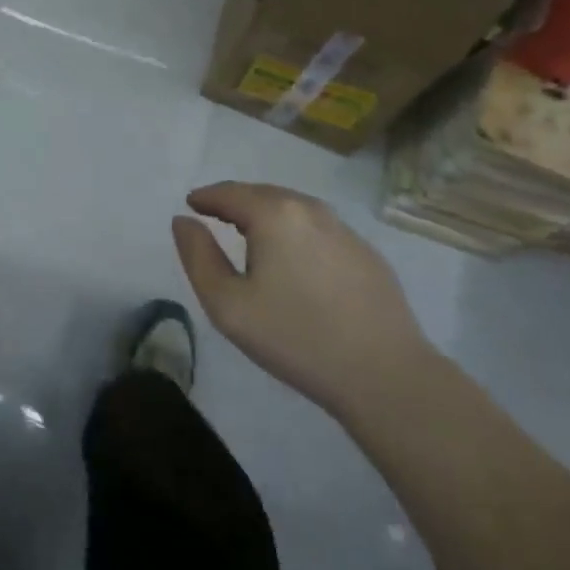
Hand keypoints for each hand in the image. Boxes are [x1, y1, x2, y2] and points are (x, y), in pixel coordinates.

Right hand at [172, 182, 430, 415]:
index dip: (206, 197)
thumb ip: (197, 256)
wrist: (386, 376)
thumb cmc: (296, 338)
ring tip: (251, 235)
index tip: (191, 205)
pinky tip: (294, 261)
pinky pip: (319, 230)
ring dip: (267, 215)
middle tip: (216, 217)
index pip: (229, 192)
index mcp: (274, 214)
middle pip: (263, 194)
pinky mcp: (367, 254)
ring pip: (294, 210)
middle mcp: (310, 210)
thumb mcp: (227, 304)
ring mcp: (344, 230)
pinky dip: (296, 233)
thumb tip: (183, 221)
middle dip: (236, 202)